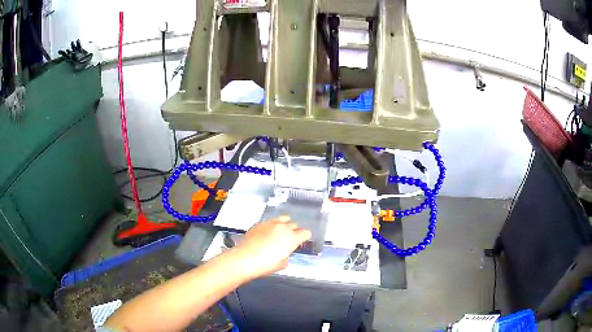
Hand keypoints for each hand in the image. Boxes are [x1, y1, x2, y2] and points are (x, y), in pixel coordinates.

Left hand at [232, 216, 311, 278]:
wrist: (245, 258)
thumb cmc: (265, 265)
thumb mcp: (281, 264)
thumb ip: (286, 256)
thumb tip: (284, 254)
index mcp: (292, 238)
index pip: (306, 233)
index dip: (304, 238)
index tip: (300, 242)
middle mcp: (283, 228)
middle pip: (294, 225)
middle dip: (294, 231)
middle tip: (289, 239)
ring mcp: (270, 223)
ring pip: (283, 219)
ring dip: (284, 225)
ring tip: (279, 232)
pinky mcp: (259, 223)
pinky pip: (269, 222)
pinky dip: (271, 226)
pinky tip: (266, 233)